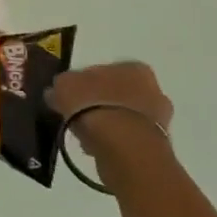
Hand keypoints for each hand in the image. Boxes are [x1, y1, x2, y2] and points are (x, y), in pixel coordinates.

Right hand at [48, 61, 174, 187]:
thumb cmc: (94, 106)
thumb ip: (61, 85)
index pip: (104, 71)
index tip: (71, 97)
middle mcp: (153, 89)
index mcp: (133, 68)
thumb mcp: (64, 86)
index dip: (84, 83)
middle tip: (78, 116)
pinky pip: (129, 139)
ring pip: (124, 117)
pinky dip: (115, 143)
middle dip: (100, 103)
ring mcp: (159, 119)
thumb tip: (56, 92)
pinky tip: (99, 149)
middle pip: (118, 94)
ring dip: (108, 125)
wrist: (124, 147)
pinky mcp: (158, 145)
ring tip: (87, 136)